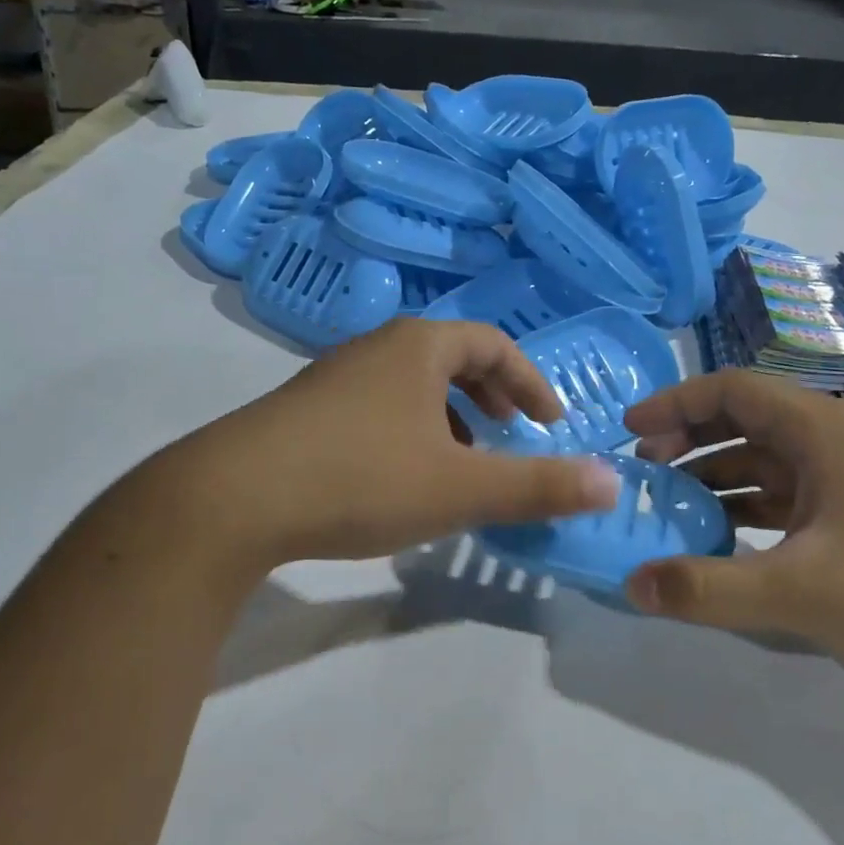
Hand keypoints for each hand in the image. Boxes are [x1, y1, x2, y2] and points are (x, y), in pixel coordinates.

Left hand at [177, 318, 619, 566]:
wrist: (231, 500)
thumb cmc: (361, 478)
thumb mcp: (462, 488)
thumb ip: (539, 485)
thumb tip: (613, 482)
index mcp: (419, 347)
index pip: (493, 344)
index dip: (532, 382)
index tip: (551, 422)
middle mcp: (376, 348)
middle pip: (451, 358)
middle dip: (491, 395)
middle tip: (511, 433)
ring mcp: (334, 378)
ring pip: (411, 386)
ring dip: (449, 417)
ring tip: (461, 463)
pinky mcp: (304, 411)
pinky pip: (377, 408)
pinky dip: (409, 431)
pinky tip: (400, 479)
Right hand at [622, 370, 843, 679]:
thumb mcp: (798, 591)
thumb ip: (707, 588)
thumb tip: (631, 583)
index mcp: (819, 429)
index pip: (731, 389)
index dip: (675, 403)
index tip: (630, 431)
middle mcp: (830, 439)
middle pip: (743, 420)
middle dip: (687, 440)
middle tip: (644, 473)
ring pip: (762, 460)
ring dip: (713, 477)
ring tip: (671, 508)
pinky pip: (784, 494)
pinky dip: (745, 507)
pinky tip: (720, 539)